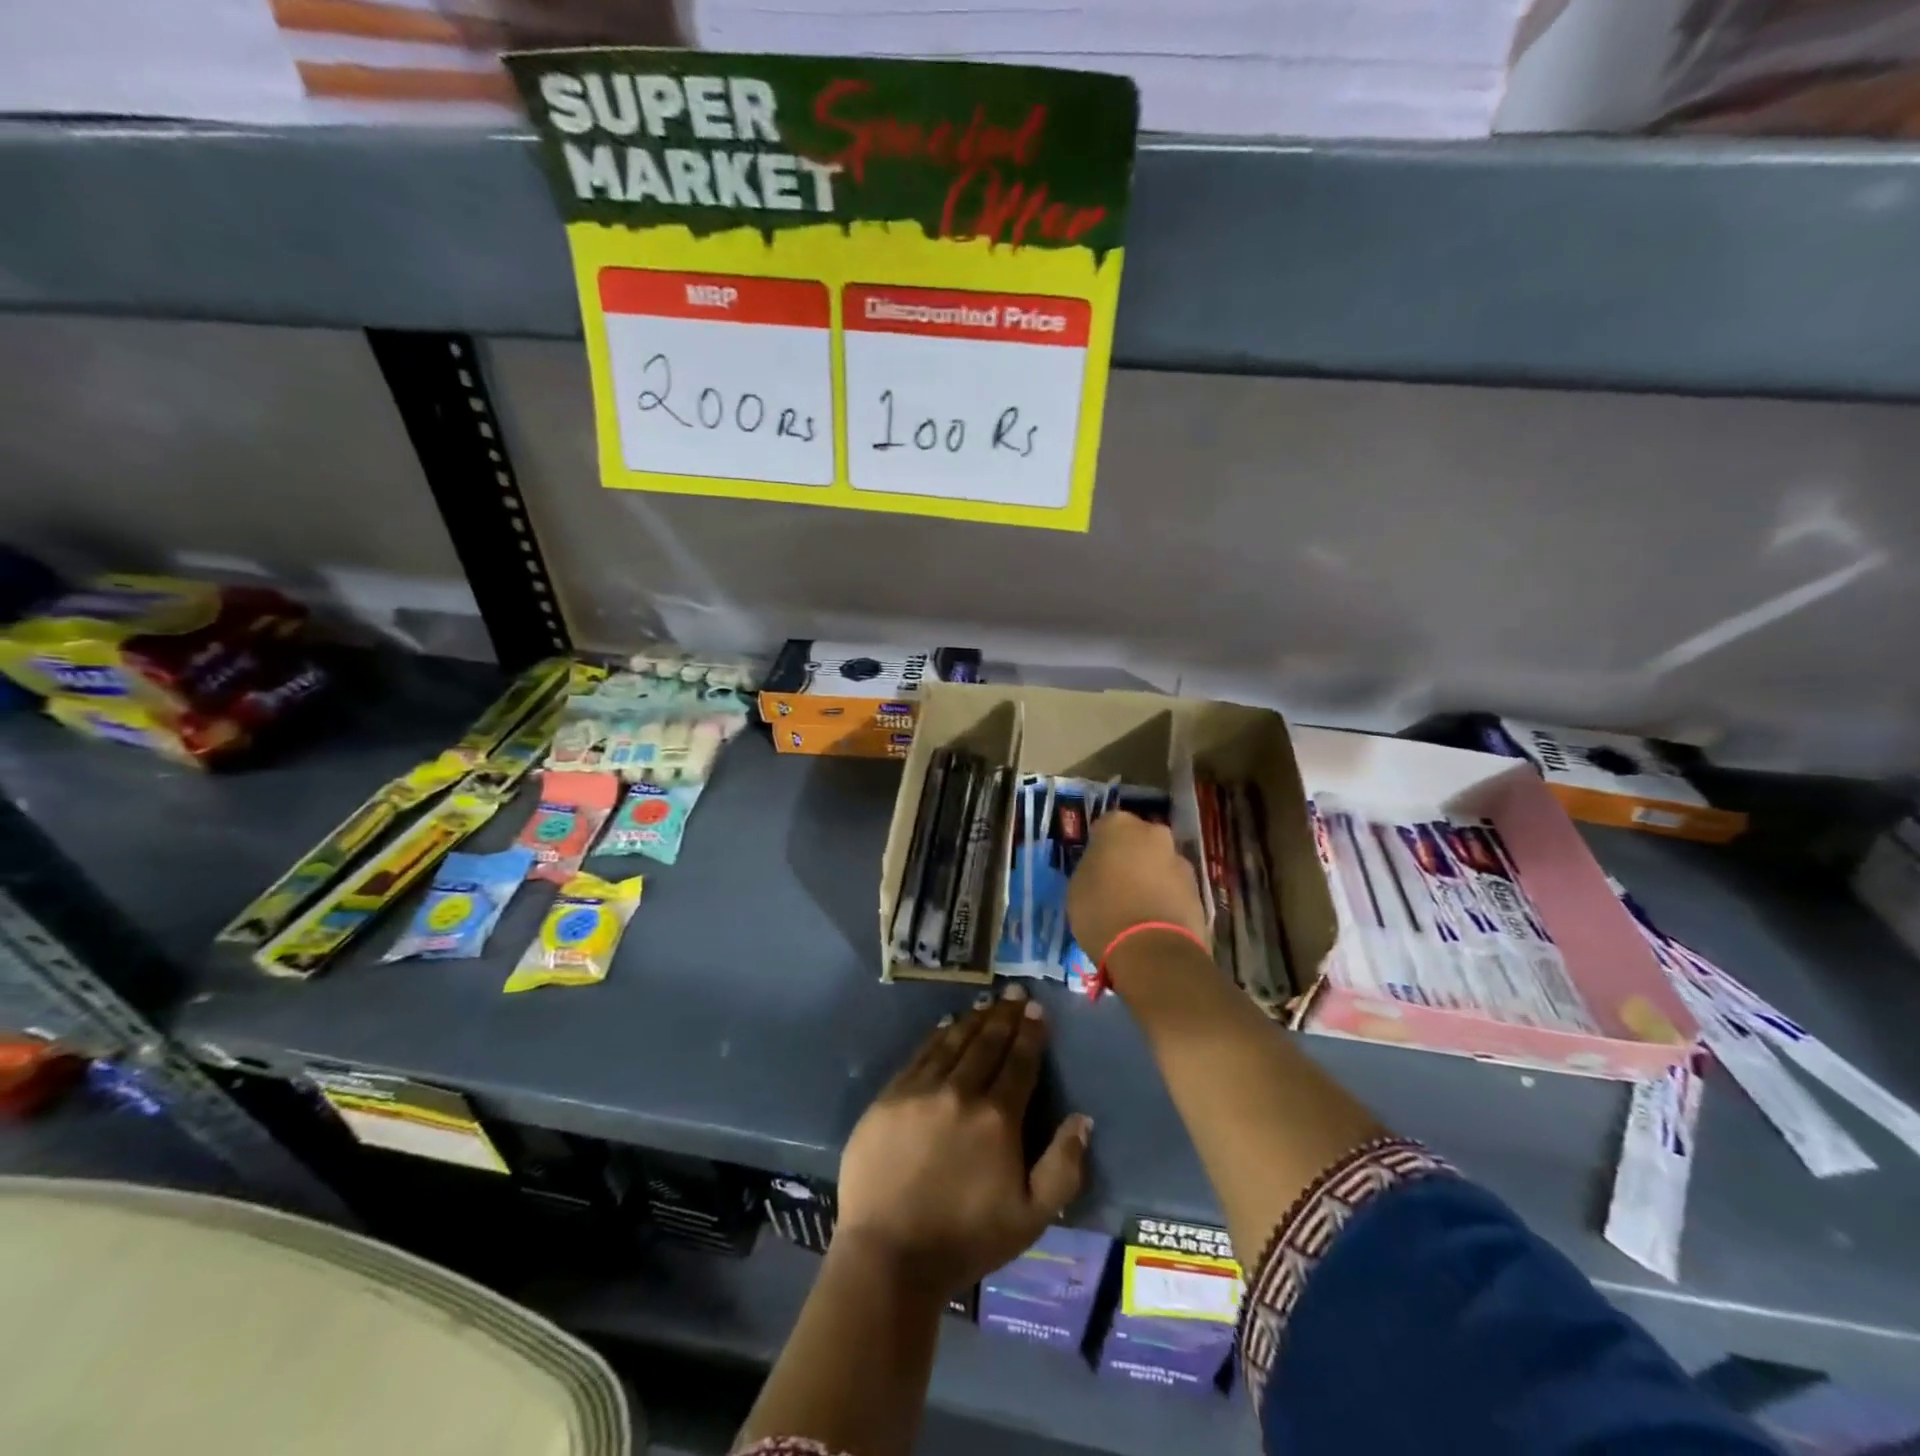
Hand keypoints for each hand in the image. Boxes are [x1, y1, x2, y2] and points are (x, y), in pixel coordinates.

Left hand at [837, 986, 1092, 1294]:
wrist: (889, 1254)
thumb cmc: (966, 1239)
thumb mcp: (1032, 1218)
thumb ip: (1063, 1167)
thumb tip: (1081, 1119)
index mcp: (998, 1118)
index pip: (1020, 1062)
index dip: (1031, 1033)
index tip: (1037, 1009)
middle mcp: (961, 1091)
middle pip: (987, 1042)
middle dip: (1005, 1015)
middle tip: (1015, 992)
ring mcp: (921, 1089)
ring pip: (953, 1041)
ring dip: (974, 1019)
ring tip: (987, 1003)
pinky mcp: (890, 1095)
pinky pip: (921, 1054)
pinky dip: (938, 1035)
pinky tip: (946, 1025)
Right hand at [1068, 811, 1207, 969]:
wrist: (1152, 950)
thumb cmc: (1102, 911)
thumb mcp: (1077, 887)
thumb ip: (1091, 868)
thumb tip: (1102, 869)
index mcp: (1119, 825)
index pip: (1104, 828)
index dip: (1098, 848)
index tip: (1094, 868)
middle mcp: (1154, 833)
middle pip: (1137, 842)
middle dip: (1129, 858)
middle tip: (1115, 885)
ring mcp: (1180, 861)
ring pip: (1159, 865)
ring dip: (1150, 879)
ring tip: (1136, 910)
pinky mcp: (1199, 890)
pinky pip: (1174, 890)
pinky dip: (1165, 900)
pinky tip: (1153, 923)